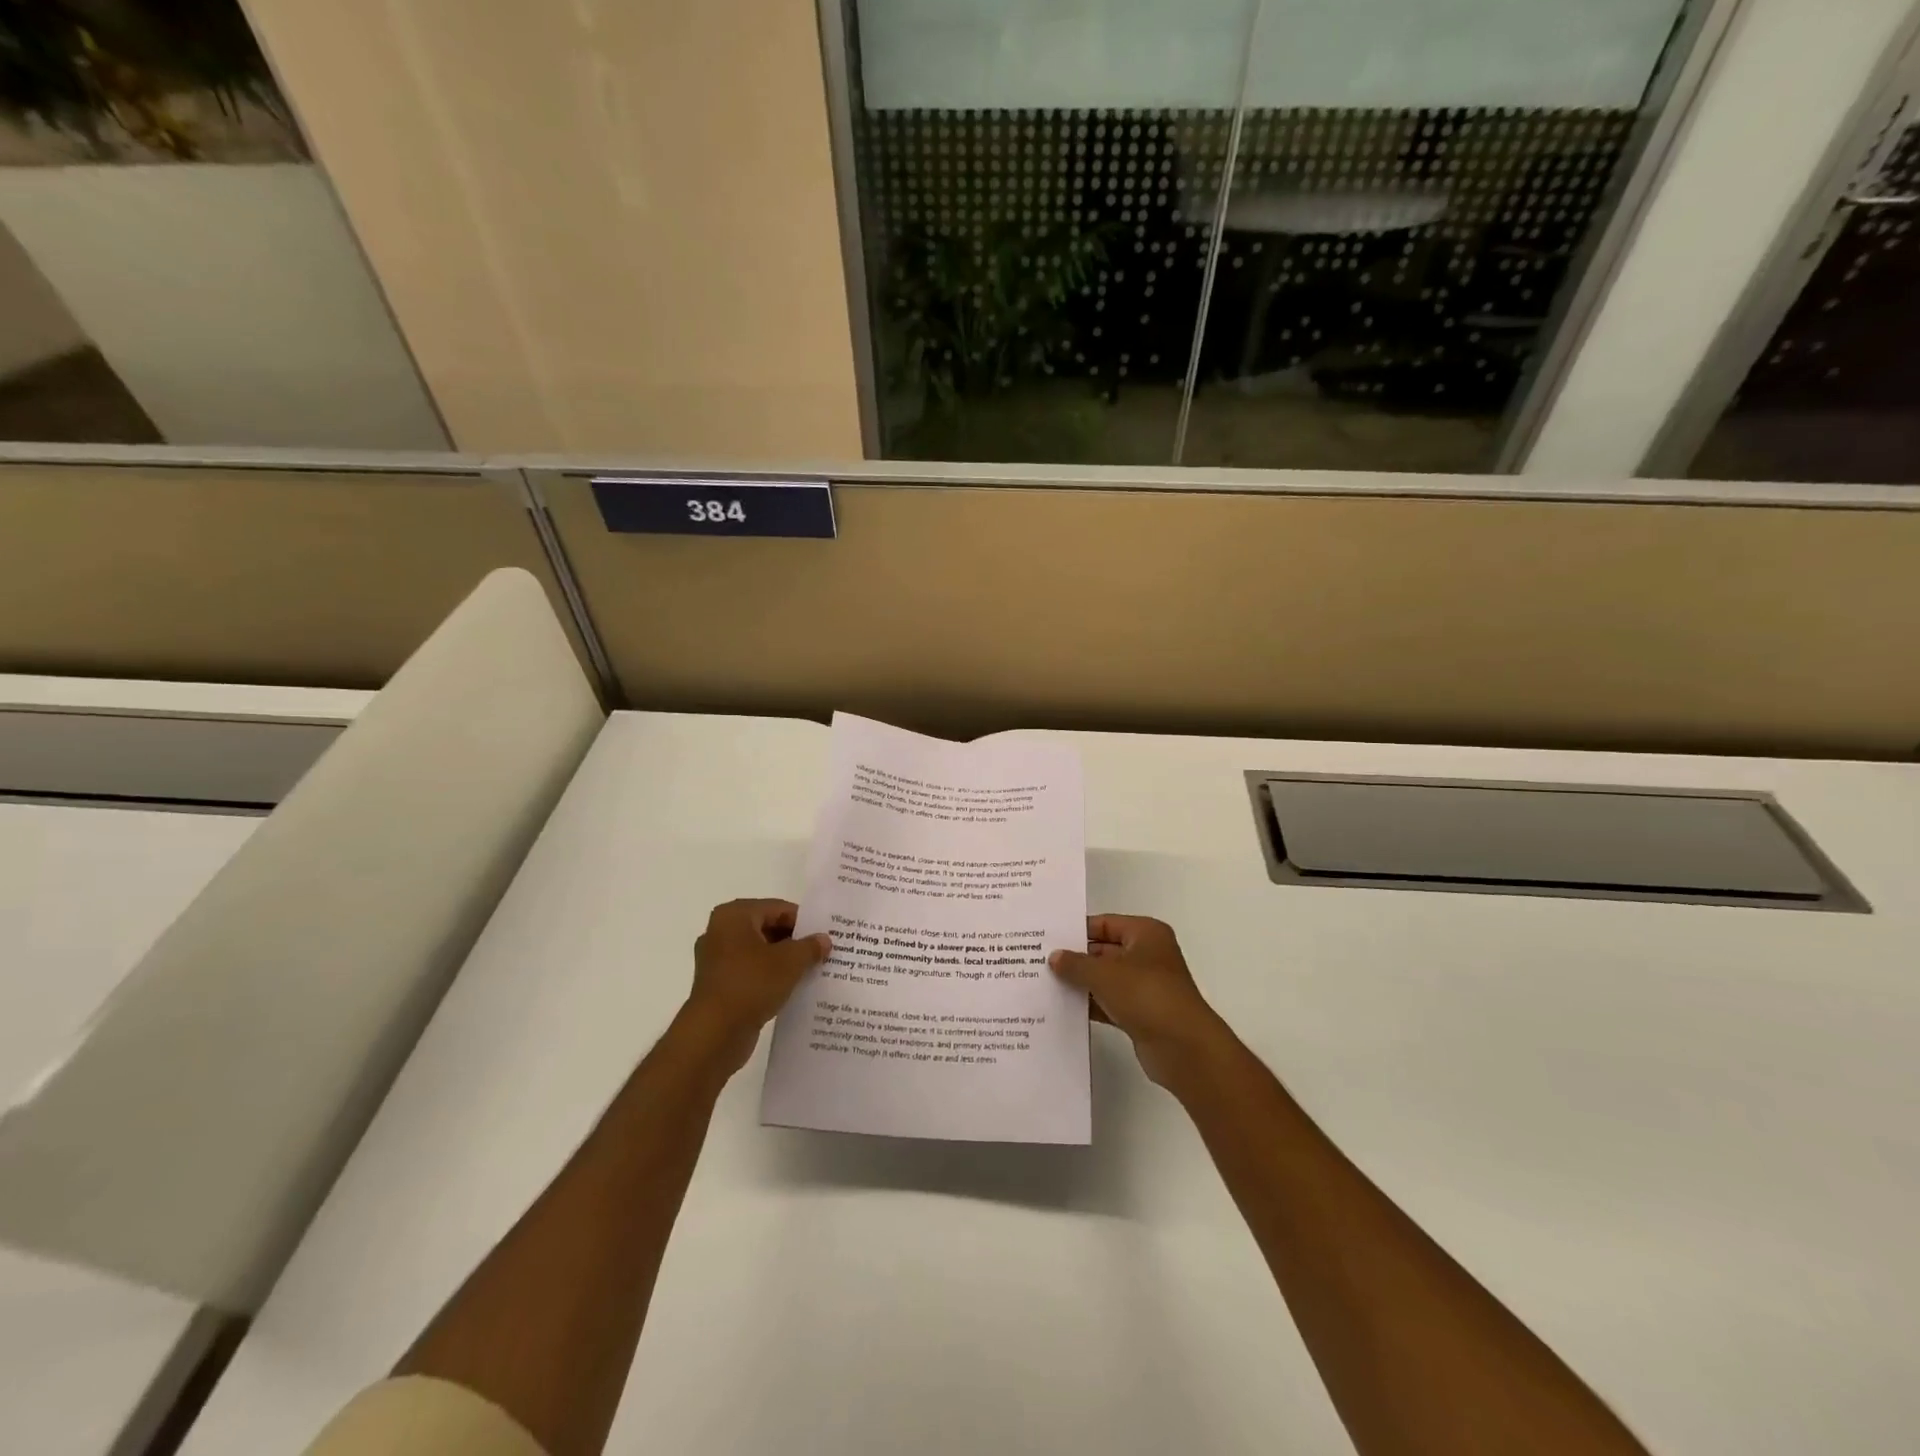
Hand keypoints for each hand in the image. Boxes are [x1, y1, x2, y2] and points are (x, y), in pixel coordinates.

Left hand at [682, 899, 829, 1073]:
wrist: (714, 1034)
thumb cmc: (752, 984)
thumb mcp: (790, 961)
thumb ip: (810, 946)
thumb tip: (824, 940)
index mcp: (734, 915)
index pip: (778, 908)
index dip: (804, 922)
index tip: (825, 936)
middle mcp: (721, 932)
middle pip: (767, 928)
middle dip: (794, 941)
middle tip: (822, 953)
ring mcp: (717, 960)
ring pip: (759, 952)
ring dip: (783, 960)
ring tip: (811, 970)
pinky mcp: (718, 985)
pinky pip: (751, 972)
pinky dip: (770, 977)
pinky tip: (791, 988)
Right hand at [1049, 915, 1229, 1088]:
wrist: (1183, 1047)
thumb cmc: (1146, 995)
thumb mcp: (1104, 974)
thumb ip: (1075, 964)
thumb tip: (1054, 957)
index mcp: (1145, 933)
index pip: (1104, 924)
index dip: (1076, 930)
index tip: (1047, 938)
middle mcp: (1148, 955)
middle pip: (1104, 950)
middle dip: (1075, 959)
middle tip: (1039, 961)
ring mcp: (1146, 986)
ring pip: (1106, 979)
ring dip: (1081, 983)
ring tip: (1045, 984)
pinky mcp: (1142, 1014)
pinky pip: (1109, 1003)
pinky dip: (1091, 1004)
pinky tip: (1063, 1009)